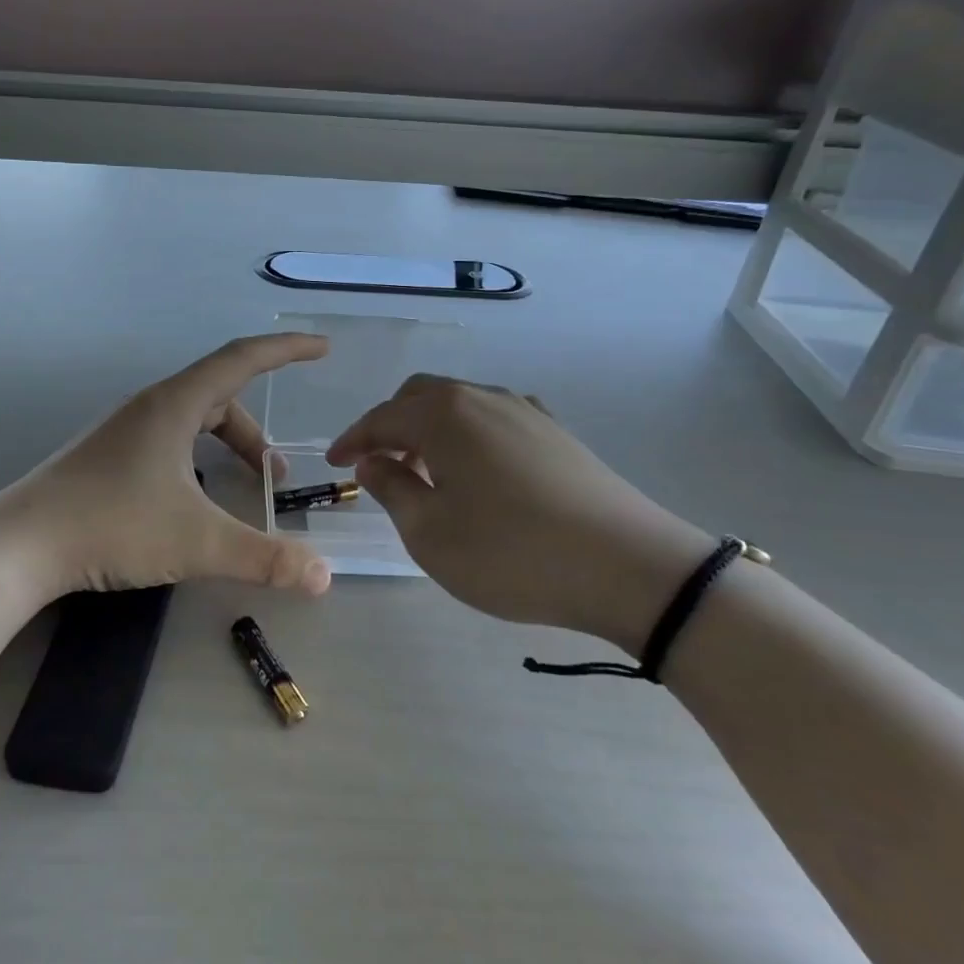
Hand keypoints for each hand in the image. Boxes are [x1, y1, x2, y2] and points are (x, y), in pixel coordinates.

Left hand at [0, 334, 334, 600]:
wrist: (20, 545)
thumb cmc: (112, 525)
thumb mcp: (197, 541)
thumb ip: (263, 557)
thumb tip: (323, 575)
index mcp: (174, 404)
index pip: (241, 359)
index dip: (285, 350)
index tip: (320, 348)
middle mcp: (150, 407)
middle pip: (219, 397)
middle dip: (254, 433)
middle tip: (275, 477)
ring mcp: (125, 430)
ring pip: (192, 422)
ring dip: (225, 447)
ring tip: (240, 491)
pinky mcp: (108, 455)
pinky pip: (169, 440)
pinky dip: (197, 458)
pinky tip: (192, 499)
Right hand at [326, 377, 712, 653]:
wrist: (629, 566)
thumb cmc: (511, 552)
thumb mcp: (431, 532)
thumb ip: (392, 490)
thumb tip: (372, 464)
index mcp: (443, 415)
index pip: (382, 418)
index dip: (353, 440)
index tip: (334, 463)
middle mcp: (482, 397)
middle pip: (420, 397)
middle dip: (391, 426)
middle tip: (378, 465)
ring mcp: (525, 410)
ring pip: (460, 405)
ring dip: (431, 430)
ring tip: (426, 473)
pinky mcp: (557, 432)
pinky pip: (494, 419)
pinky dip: (469, 436)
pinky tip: (478, 472)